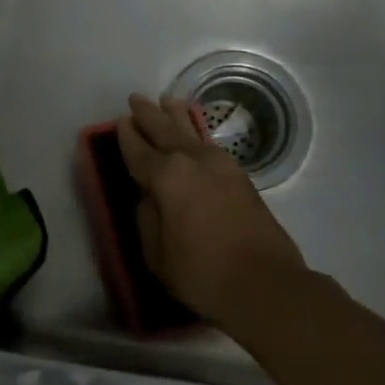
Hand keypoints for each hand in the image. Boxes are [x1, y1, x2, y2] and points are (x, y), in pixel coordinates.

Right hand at [117, 93, 306, 327]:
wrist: (265, 284)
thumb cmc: (202, 273)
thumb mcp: (157, 254)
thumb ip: (147, 218)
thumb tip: (150, 198)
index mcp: (167, 177)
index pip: (139, 152)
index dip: (127, 137)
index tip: (119, 122)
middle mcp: (194, 161)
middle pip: (166, 131)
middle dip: (149, 115)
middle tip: (136, 99)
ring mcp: (222, 166)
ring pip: (193, 132)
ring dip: (177, 116)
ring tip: (167, 101)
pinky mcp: (241, 177)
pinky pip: (210, 145)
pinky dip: (198, 133)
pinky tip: (196, 134)